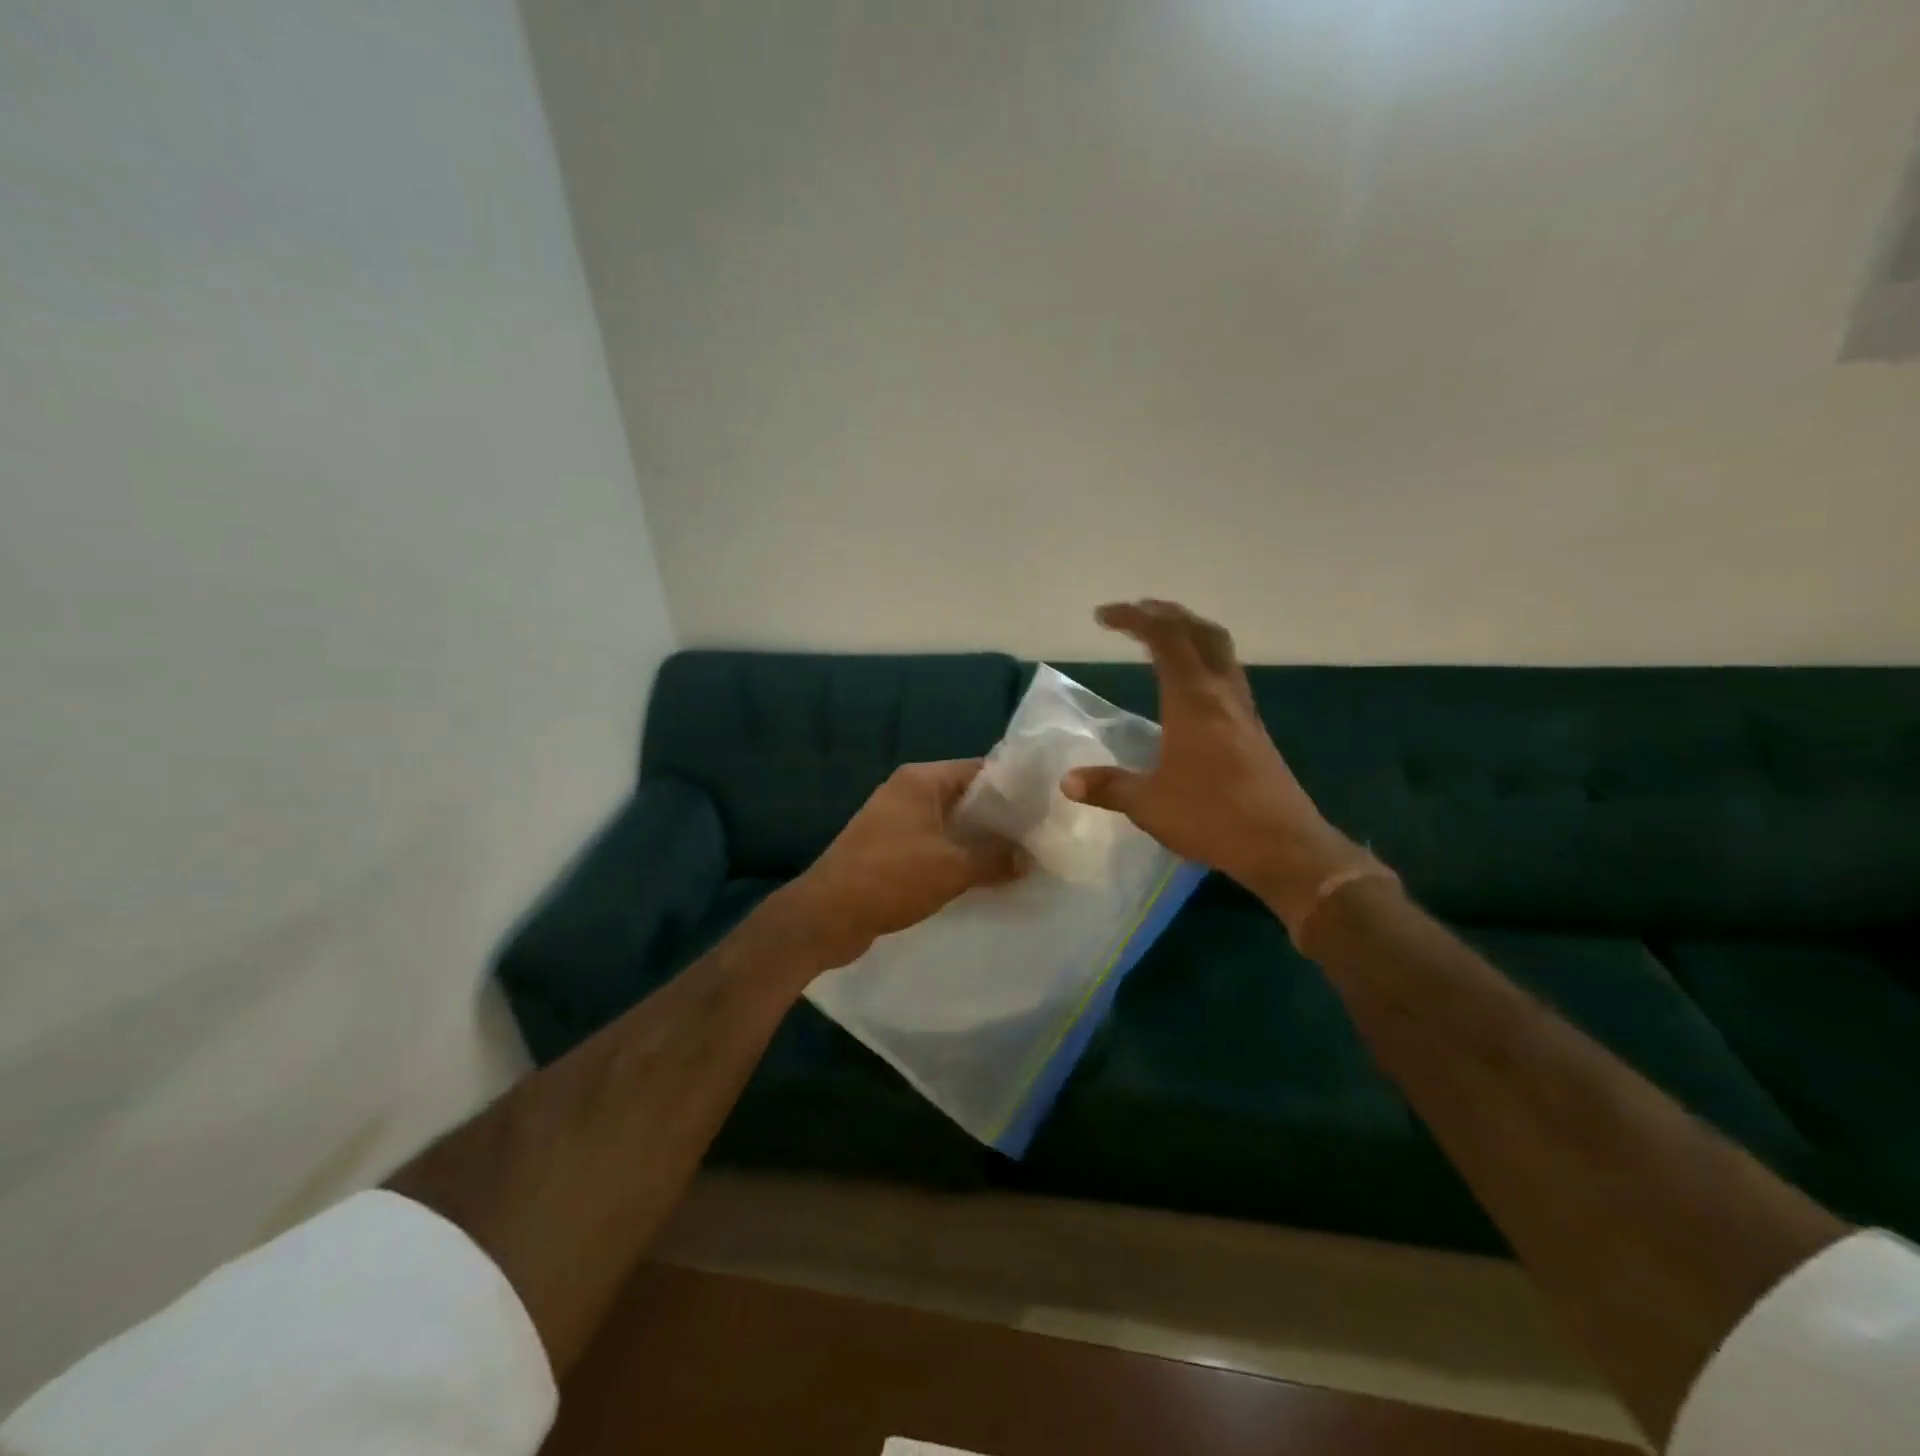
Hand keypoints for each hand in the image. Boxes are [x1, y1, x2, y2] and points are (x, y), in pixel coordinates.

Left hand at [768, 759, 1030, 974]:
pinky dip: (957, 857)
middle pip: (966, 797)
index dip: (1014, 786)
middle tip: (1038, 838)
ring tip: (1018, 860)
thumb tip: (1028, 858)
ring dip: (979, 842)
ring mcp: (896, 821)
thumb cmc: (891, 877)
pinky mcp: (889, 850)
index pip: (980, 769)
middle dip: (1000, 819)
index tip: (1045, 806)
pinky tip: (982, 878)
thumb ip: (996, 858)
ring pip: (951, 825)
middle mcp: (908, 792)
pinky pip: (934, 845)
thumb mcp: (953, 867)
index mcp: (921, 780)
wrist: (827, 915)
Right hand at [1060, 600, 1369, 929]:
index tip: (1103, 617)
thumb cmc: (1213, 817)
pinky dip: (1204, 662)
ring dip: (1191, 634)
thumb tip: (1067, 781)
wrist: (1284, 846)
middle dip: (1168, 614)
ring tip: (1163, 638)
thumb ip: (1108, 787)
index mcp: (1193, 700)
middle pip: (1201, 632)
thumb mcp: (1149, 804)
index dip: (1134, 618)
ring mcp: (1243, 712)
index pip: (1165, 638)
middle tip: (1138, 613)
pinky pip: (1227, 677)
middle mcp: (1222, 695)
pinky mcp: (1254, 732)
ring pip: (1221, 652)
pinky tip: (1189, 689)